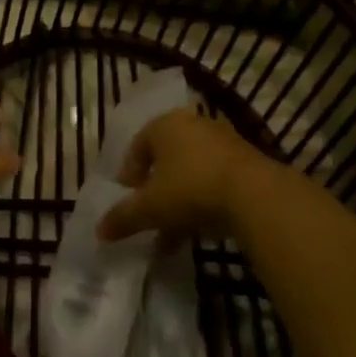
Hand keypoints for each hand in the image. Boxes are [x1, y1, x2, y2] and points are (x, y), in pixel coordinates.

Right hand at [97, 109, 272, 241]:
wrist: (256, 195)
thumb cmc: (191, 189)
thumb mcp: (150, 207)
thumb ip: (123, 217)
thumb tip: (99, 231)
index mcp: (164, 125)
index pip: (138, 145)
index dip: (129, 174)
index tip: (130, 198)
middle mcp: (193, 125)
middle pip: (166, 158)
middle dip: (156, 189)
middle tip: (151, 212)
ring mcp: (224, 141)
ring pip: (192, 171)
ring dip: (181, 198)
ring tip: (175, 231)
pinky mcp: (247, 161)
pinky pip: (216, 179)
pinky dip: (205, 200)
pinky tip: (202, 227)